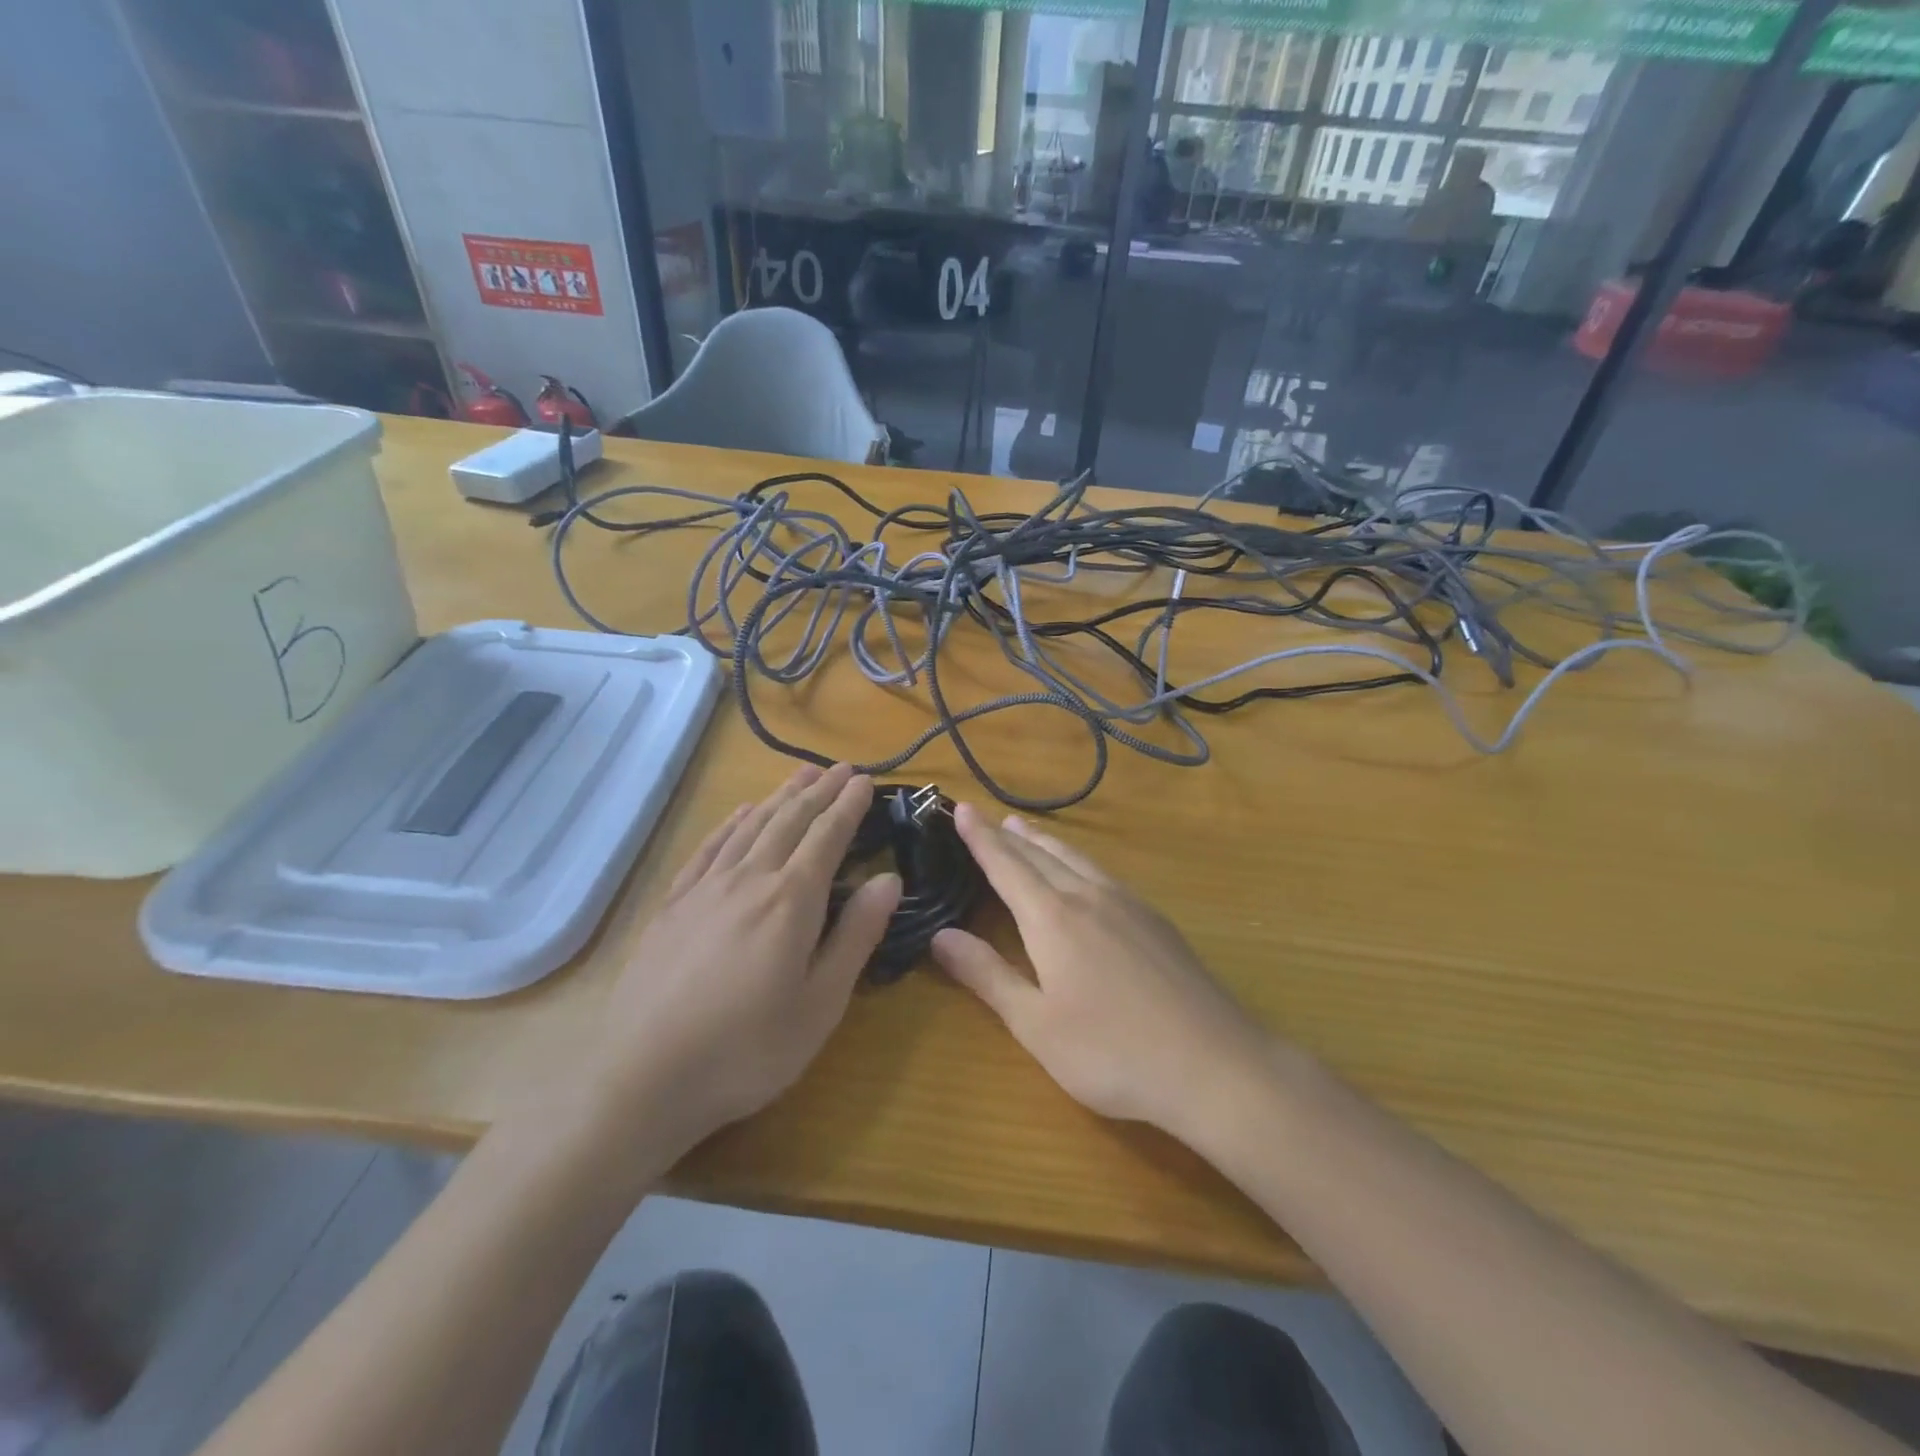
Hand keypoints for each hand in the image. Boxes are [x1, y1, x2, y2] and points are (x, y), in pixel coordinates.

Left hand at [586, 764, 900, 1155]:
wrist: (644, 1077)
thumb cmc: (748, 1048)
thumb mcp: (821, 1003)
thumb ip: (856, 935)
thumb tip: (889, 879)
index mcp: (792, 900)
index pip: (827, 836)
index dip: (848, 805)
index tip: (864, 780)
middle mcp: (750, 879)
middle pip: (790, 820)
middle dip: (819, 791)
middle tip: (840, 768)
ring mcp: (706, 889)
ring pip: (751, 827)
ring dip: (780, 796)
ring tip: (801, 774)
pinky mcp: (673, 905)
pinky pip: (709, 848)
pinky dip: (731, 824)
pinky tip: (740, 813)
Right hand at [932, 804, 1273, 1143]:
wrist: (1214, 1064)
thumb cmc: (1112, 1052)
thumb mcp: (1036, 1025)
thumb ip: (988, 975)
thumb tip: (940, 936)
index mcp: (1052, 917)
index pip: (1006, 866)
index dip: (981, 838)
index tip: (961, 809)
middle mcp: (1088, 896)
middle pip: (1040, 855)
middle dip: (1009, 836)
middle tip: (987, 816)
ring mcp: (1128, 904)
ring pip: (1077, 859)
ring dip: (1045, 843)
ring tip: (1026, 829)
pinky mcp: (1156, 920)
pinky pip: (1103, 873)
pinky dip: (1078, 860)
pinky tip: (1084, 873)